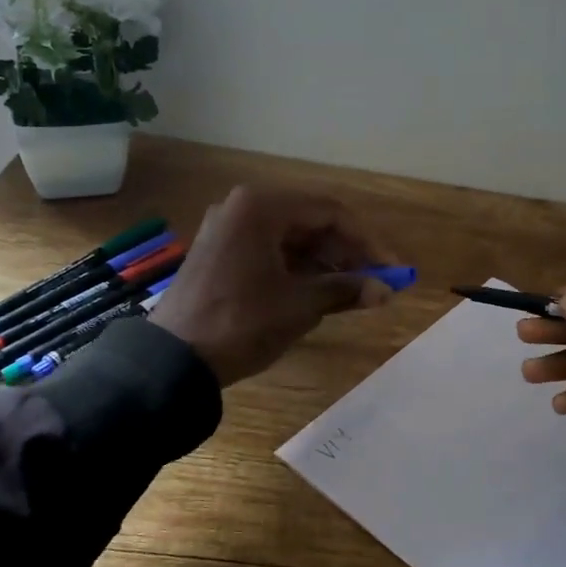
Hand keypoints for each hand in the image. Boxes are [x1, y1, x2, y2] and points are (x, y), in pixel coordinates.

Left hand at [150, 185, 397, 386]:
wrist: (173, 359)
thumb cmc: (241, 322)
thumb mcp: (300, 305)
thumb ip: (346, 290)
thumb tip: (386, 291)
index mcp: (262, 207)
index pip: (330, 213)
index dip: (367, 242)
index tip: (392, 270)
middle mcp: (242, 207)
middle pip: (310, 223)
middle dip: (346, 253)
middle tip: (376, 282)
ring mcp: (227, 230)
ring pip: (290, 239)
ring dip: (324, 263)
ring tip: (354, 292)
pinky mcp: (220, 253)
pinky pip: (270, 251)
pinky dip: (297, 269)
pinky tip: (320, 291)